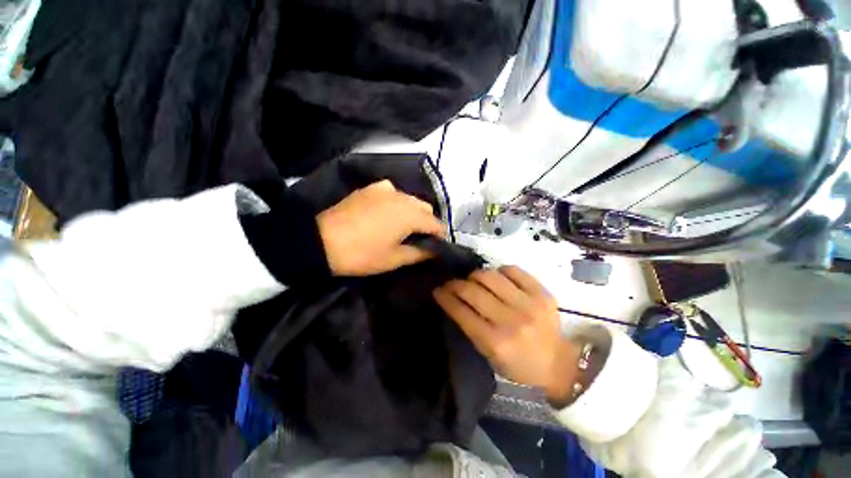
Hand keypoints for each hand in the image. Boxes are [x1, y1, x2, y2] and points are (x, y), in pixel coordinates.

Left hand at [317, 180, 445, 275]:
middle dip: (427, 223)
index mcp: (410, 215)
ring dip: (413, 212)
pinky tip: (387, 211)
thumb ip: (419, 253)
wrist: (321, 241)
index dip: (439, 236)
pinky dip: (396, 201)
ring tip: (403, 226)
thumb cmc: (362, 254)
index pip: (435, 224)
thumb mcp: (393, 259)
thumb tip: (434, 251)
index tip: (437, 247)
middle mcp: (402, 197)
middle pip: (425, 208)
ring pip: (410, 199)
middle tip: (418, 238)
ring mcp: (385, 189)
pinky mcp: (370, 188)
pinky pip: (392, 192)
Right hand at [433, 265, 579, 401]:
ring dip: (476, 276)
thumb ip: (470, 328)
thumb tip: (453, 300)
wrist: (558, 363)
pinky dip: (500, 271)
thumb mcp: (489, 356)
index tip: (437, 290)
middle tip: (451, 283)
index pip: (462, 312)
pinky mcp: (541, 292)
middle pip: (474, 291)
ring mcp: (528, 304)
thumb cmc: (519, 364)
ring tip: (473, 280)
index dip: (446, 298)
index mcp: (496, 342)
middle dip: (456, 284)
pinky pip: (512, 270)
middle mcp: (511, 321)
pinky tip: (497, 278)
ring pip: (490, 276)